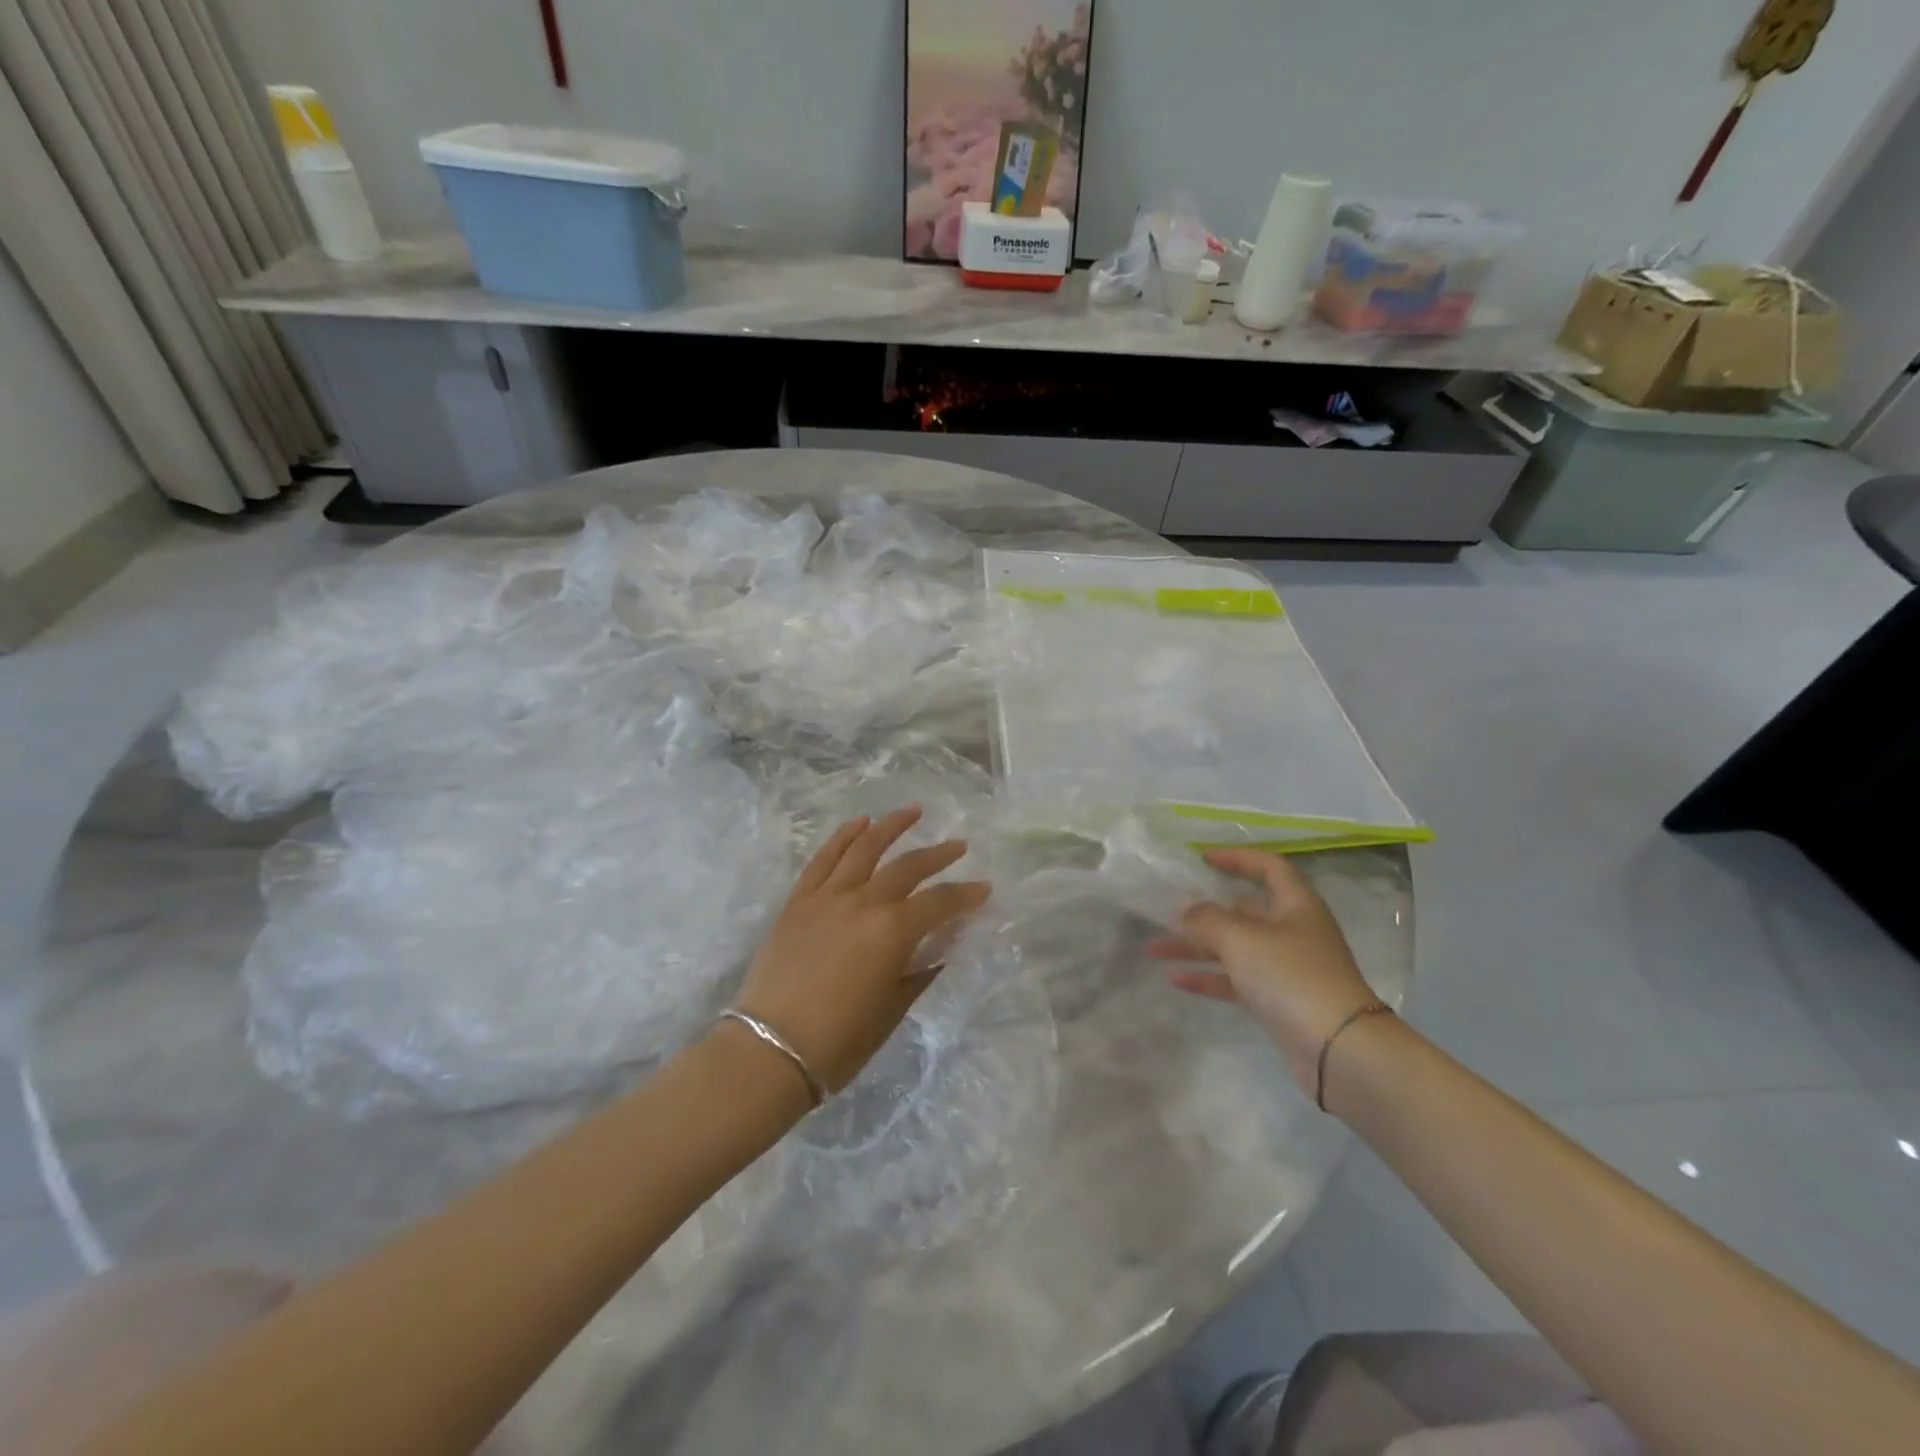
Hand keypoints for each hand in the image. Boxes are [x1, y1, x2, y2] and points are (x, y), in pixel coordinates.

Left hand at [733, 807, 990, 1094]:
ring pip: (864, 849)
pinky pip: (823, 859)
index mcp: (893, 930)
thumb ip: (921, 969)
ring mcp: (827, 896)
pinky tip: (859, 823)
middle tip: (959, 846)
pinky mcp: (799, 900)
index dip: (966, 895)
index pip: (940, 902)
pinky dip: (843, 838)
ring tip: (913, 811)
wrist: (770, 1049)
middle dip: (938, 855)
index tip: (984, 888)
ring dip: (891, 826)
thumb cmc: (840, 1040)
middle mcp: (864, 901)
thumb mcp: (894, 1007)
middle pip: (908, 867)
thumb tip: (942, 945)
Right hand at [1150, 848, 1382, 1097]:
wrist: (1338, 1049)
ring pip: (1234, 947)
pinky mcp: (1279, 1000)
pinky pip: (1237, 980)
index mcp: (1296, 905)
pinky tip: (1176, 980)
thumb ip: (1206, 918)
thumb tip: (1185, 908)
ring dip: (1196, 947)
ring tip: (1155, 949)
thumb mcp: (1241, 938)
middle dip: (1203, 911)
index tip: (1202, 859)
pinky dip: (1208, 977)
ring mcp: (1286, 968)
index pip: (1268, 867)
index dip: (1237, 858)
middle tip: (1167, 912)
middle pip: (1244, 911)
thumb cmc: (1291, 976)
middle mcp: (1293, 931)